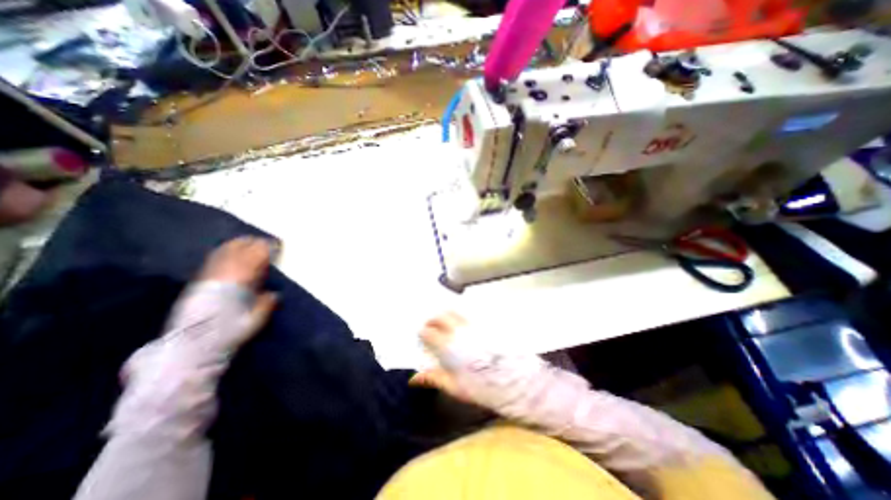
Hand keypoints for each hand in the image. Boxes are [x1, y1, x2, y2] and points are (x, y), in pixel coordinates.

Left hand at [190, 237, 279, 350]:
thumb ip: (266, 305)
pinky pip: (213, 260)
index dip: (267, 249)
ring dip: (238, 244)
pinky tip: (227, 250)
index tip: (277, 245)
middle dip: (254, 243)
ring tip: (248, 240)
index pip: (256, 258)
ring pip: (224, 253)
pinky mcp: (198, 282)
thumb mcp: (255, 322)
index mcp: (240, 282)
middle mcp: (224, 275)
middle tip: (266, 240)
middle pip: (240, 251)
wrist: (191, 347)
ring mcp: (209, 277)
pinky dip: (223, 252)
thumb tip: (274, 295)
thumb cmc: (229, 334)